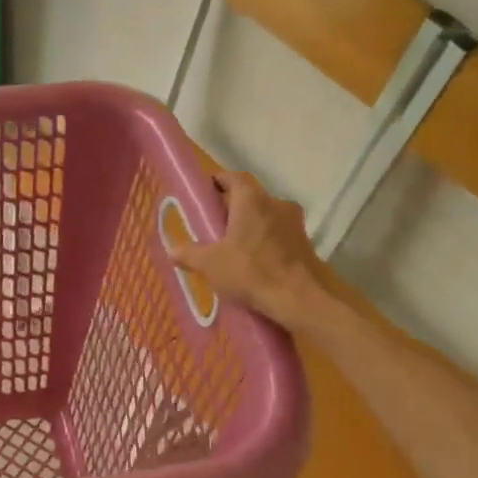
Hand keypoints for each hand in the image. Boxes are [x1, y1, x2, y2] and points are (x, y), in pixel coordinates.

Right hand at [172, 171, 333, 329]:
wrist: (299, 299)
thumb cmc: (250, 272)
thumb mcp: (210, 264)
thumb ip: (189, 254)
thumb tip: (172, 250)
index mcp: (251, 200)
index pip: (233, 178)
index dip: (218, 182)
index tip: (206, 192)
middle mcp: (276, 203)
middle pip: (250, 198)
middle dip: (232, 208)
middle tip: (214, 225)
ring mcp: (294, 223)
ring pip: (266, 217)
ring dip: (251, 226)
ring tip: (234, 247)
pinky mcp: (305, 244)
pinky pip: (279, 236)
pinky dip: (265, 243)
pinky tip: (255, 263)